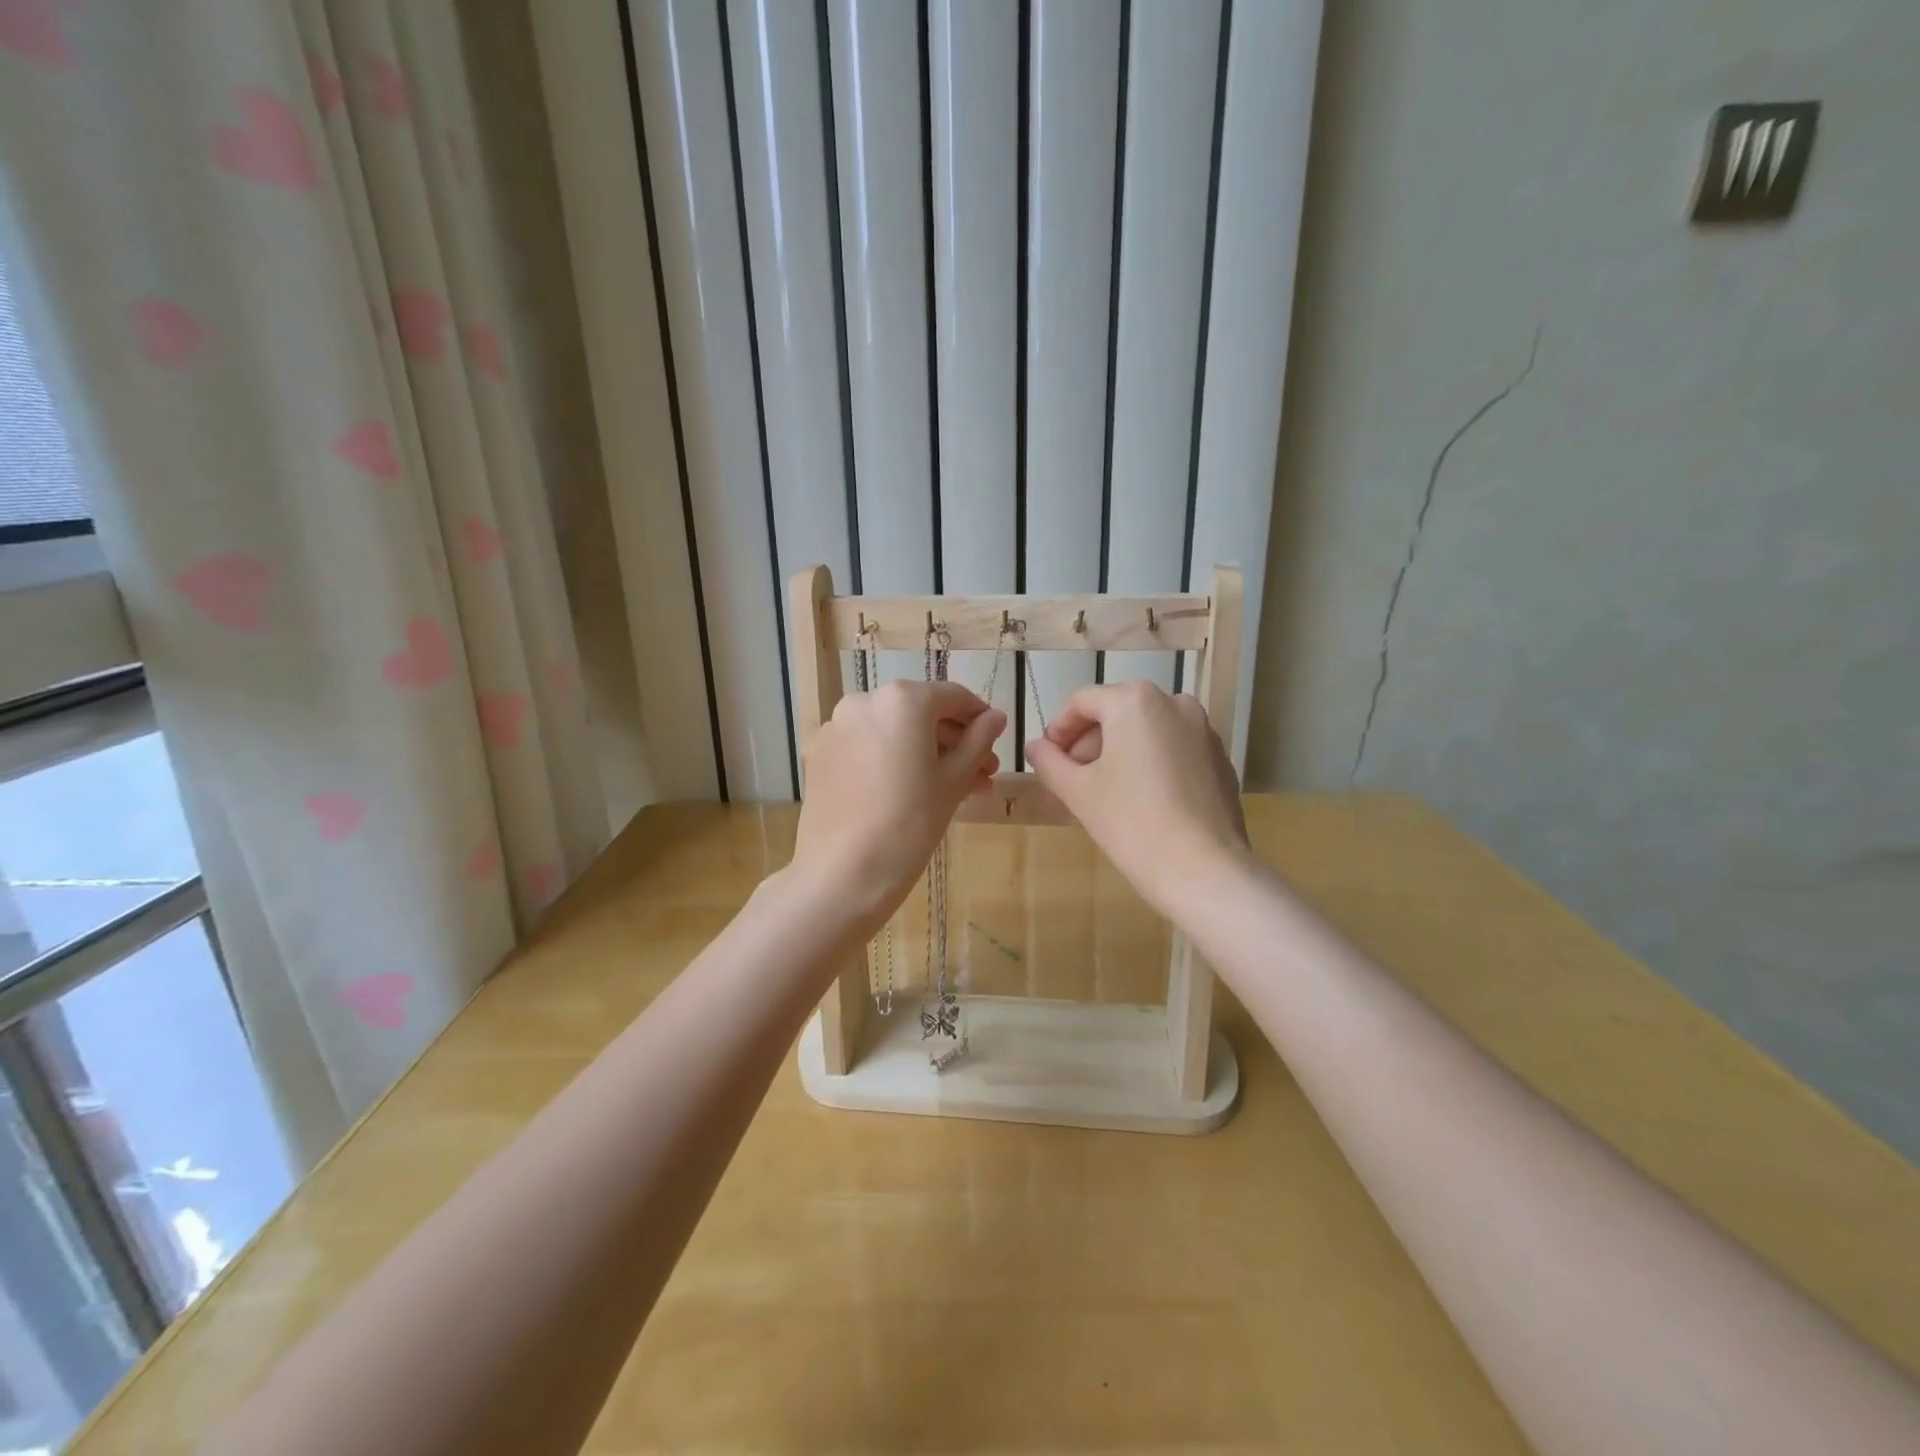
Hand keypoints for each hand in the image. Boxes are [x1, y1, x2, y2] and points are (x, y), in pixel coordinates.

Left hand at [791, 680, 1003, 936]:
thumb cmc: (911, 824)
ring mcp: (837, 727)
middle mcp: (864, 701)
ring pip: (893, 732)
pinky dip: (893, 760)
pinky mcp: (820, 755)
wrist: (843, 874)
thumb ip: (978, 741)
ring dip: (926, 753)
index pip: (953, 696)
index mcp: (902, 700)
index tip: (996, 740)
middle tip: (982, 774)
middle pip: (921, 713)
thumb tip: (996, 718)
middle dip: (954, 741)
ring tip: (955, 789)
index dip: (980, 717)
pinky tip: (912, 791)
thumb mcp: (954, 781)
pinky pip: (867, 747)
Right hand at [1024, 681, 1251, 920]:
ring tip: (1105, 792)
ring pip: (1147, 730)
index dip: (1058, 729)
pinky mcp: (1220, 759)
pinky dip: (1151, 763)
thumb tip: (1035, 746)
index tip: (1048, 760)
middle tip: (1072, 779)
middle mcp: (1174, 702)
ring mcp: (1204, 730)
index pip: (1082, 702)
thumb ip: (1049, 761)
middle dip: (1089, 742)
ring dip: (1120, 752)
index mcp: (1135, 701)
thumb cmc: (1131, 822)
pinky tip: (1143, 802)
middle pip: (1117, 712)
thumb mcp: (1077, 791)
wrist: (1204, 870)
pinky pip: (1174, 750)